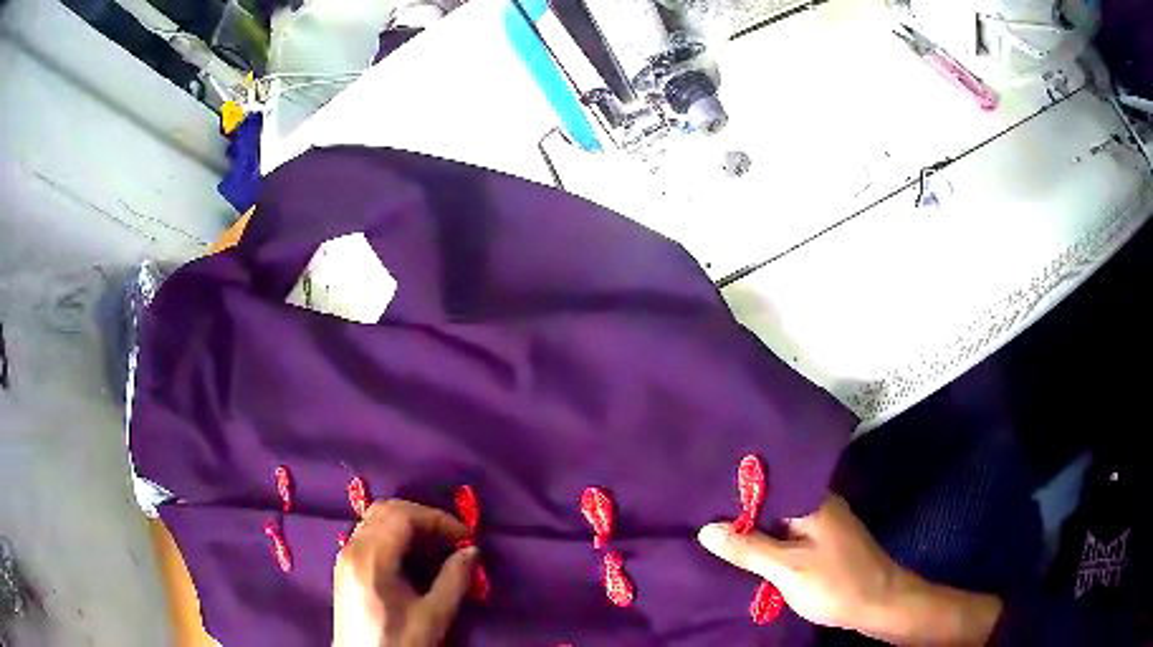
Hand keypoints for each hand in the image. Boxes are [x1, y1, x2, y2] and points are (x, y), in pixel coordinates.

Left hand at [333, 499, 478, 646]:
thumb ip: (454, 580)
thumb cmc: (399, 642)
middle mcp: (352, 548)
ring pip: (375, 520)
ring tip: (436, 547)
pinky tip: (412, 558)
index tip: (465, 536)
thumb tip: (472, 550)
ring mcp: (344, 556)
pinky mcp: (344, 567)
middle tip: (451, 538)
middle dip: (423, 517)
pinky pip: (368, 534)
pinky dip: (393, 535)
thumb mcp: (433, 616)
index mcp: (371, 558)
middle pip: (386, 510)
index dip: (437, 519)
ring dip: (408, 524)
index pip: (403, 516)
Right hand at [697, 495, 1001, 645]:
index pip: (766, 484)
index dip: (734, 490)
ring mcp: (823, 524)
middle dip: (740, 512)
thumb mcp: (787, 568)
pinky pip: (789, 536)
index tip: (700, 493)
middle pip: (772, 502)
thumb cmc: (835, 582)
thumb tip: (705, 528)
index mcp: (812, 500)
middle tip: (699, 515)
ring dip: (754, 530)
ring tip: (714, 533)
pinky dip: (769, 543)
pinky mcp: (824, 543)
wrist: (879, 604)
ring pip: (780, 521)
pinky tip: (748, 553)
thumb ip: (748, 548)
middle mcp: (819, 504)